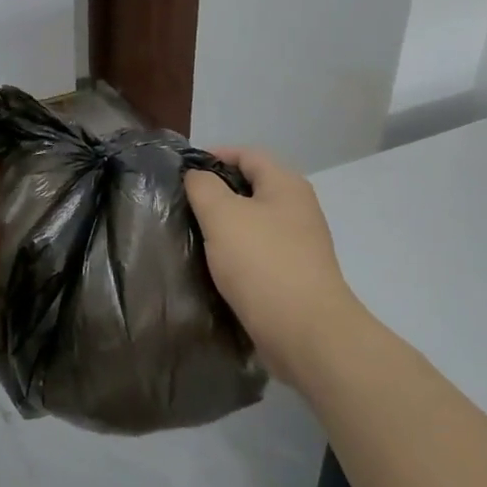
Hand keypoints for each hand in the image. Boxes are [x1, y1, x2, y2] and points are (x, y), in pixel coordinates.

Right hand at [185, 149, 362, 384]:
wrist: (305, 332)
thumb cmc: (262, 263)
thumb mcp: (222, 215)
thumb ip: (204, 187)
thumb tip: (197, 176)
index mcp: (286, 185)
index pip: (247, 154)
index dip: (214, 155)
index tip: (181, 172)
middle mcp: (298, 208)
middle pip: (252, 187)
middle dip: (216, 192)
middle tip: (181, 204)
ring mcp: (299, 243)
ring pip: (254, 221)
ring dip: (224, 225)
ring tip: (192, 234)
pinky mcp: (294, 274)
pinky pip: (258, 251)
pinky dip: (235, 252)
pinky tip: (214, 265)